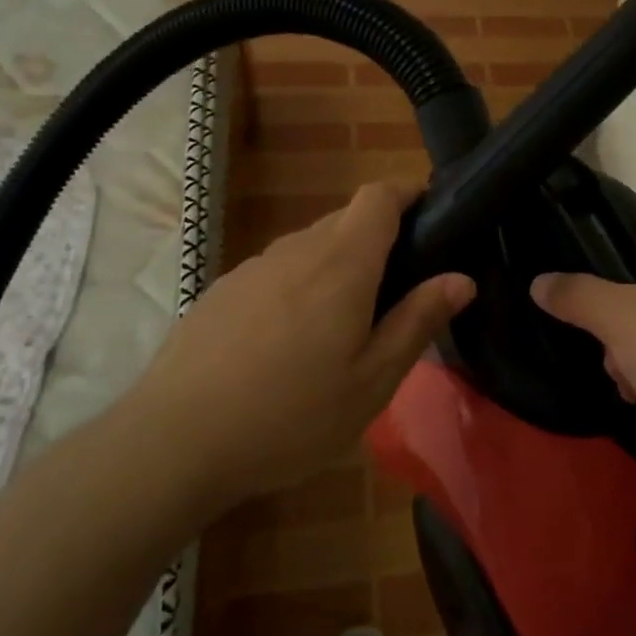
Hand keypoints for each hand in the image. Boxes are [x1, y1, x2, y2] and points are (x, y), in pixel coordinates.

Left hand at [115, 181, 473, 509]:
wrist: (173, 442)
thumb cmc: (291, 415)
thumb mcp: (372, 381)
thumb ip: (418, 321)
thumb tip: (462, 279)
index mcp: (342, 263)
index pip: (379, 196)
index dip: (408, 193)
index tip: (432, 214)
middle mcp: (297, 250)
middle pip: (346, 219)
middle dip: (379, 239)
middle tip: (397, 294)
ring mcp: (253, 268)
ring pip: (310, 247)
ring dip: (337, 267)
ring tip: (343, 327)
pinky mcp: (222, 291)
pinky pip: (277, 272)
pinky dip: (299, 287)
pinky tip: (289, 345)